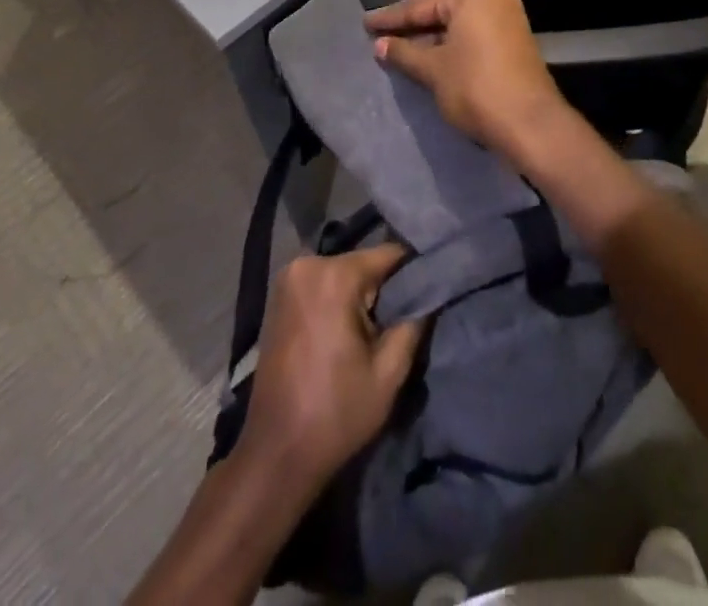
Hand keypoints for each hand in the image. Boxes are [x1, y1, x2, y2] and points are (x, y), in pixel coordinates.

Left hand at [239, 245, 425, 486]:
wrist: (276, 453)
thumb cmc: (336, 414)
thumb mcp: (389, 373)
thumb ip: (414, 322)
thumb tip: (431, 292)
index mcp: (335, 276)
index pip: (389, 254)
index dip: (413, 271)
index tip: (431, 290)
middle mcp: (307, 264)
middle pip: (363, 262)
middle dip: (384, 287)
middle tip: (400, 319)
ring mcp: (288, 278)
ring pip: (343, 272)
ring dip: (361, 294)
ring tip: (375, 328)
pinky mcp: (278, 295)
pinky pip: (322, 283)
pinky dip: (338, 298)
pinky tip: (346, 329)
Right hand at [366, 0, 575, 163]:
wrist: (531, 125)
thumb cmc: (476, 88)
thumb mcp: (433, 70)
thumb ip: (404, 53)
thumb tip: (380, 45)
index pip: (421, 5)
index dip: (390, 18)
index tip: (365, 24)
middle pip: (441, 12)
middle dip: (411, 28)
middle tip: (379, 37)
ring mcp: (509, 19)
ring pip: (458, 27)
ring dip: (431, 40)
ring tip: (398, 50)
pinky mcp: (516, 43)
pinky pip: (474, 38)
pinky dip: (452, 47)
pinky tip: (430, 60)